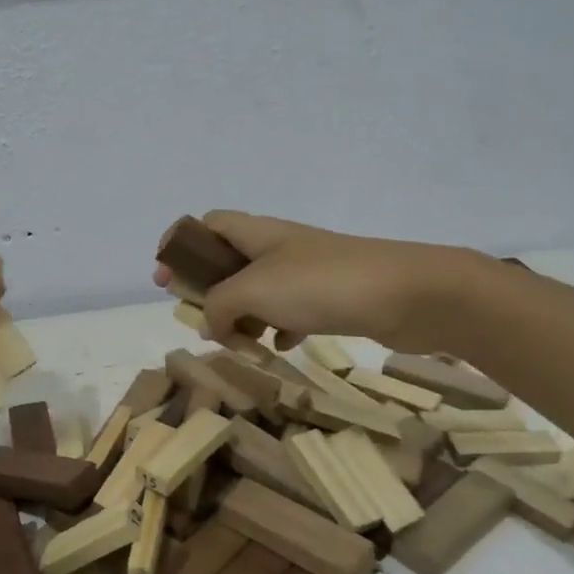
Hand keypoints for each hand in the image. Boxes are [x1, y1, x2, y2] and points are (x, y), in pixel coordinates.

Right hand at [153, 210, 482, 353]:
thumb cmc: (322, 284)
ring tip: (240, 344)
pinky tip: (280, 349)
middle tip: (200, 320)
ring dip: (242, 317)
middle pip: (228, 261)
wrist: (409, 295)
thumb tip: (212, 326)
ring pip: (258, 291)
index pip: (206, 224)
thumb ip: (219, 307)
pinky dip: (277, 329)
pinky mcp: (330, 298)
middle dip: (209, 292)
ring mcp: (306, 272)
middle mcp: (278, 247)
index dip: (180, 245)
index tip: (164, 278)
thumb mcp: (255, 290)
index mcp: (256, 233)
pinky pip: (288, 312)